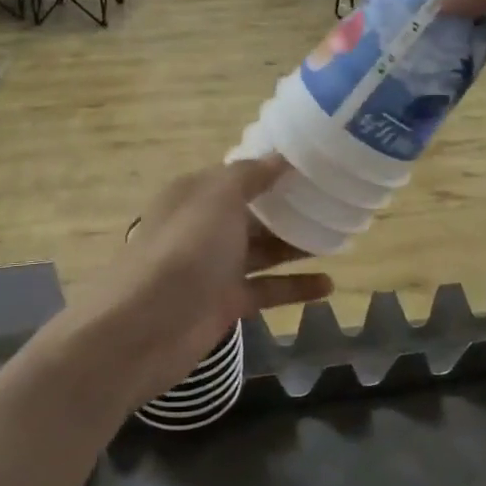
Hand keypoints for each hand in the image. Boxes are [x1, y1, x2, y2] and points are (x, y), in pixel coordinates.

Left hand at [73, 158, 332, 408]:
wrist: (143, 328)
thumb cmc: (184, 251)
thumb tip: (281, 156)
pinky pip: (266, 289)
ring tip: (342, 238)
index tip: (317, 163)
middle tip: (338, 202)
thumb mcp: (217, 198)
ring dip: (297, 245)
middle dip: (291, 208)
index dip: (274, 168)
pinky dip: (295, 287)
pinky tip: (329, 286)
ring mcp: (214, 267)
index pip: (240, 174)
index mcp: (197, 193)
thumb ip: (250, 175)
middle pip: (254, 212)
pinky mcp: (224, 304)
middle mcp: (205, 226)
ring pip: (263, 251)